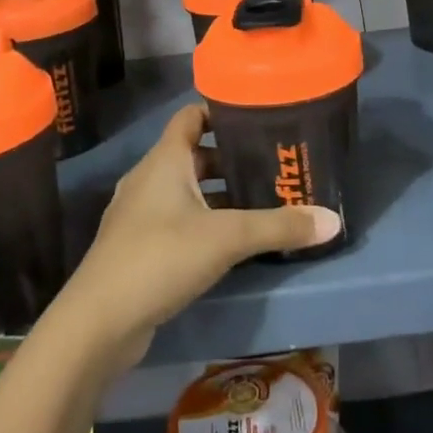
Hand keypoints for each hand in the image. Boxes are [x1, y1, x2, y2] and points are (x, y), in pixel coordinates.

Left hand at [54, 104, 340, 373]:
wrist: (98, 323)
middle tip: (271, 163)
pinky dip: (204, 221)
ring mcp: (140, 214)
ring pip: (186, 189)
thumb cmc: (160, 258)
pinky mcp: (139, 246)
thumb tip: (333, 220)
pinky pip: (178, 220)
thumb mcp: (227, 237)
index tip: (257, 115)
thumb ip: (279, 226)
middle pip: (194, 153)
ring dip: (219, 192)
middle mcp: (149, 178)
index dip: (221, 110)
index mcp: (164, 160)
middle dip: (231, 157)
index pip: (192, 116)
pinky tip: (232, 240)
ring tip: (261, 200)